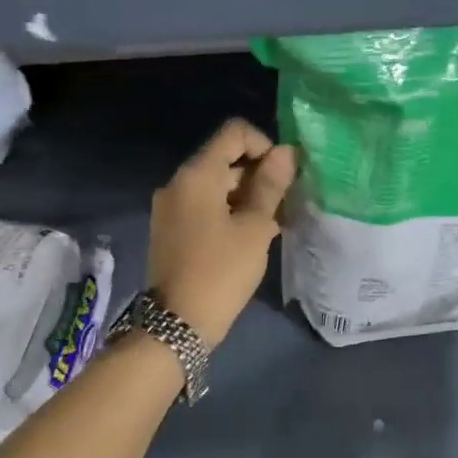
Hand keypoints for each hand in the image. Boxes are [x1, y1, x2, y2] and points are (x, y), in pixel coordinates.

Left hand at [147, 119, 296, 346]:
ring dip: (248, 196)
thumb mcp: (255, 228)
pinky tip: (253, 236)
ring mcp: (171, 207)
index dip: (265, 145)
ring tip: (274, 223)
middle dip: (259, 174)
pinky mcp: (172, 229)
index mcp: (196, 174)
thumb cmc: (221, 271)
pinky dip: (230, 212)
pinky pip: (206, 206)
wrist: (176, 324)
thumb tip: (286, 153)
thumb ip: (271, 186)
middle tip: (285, 203)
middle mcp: (178, 183)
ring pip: (217, 185)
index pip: (234, 133)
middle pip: (225, 159)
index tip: (283, 177)